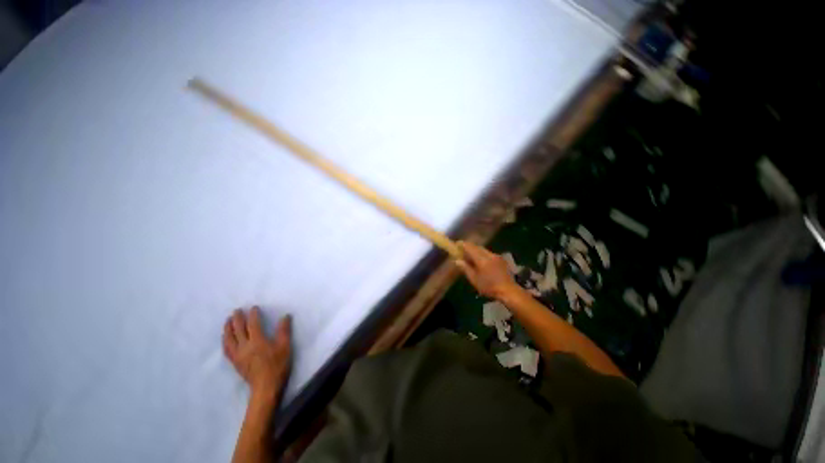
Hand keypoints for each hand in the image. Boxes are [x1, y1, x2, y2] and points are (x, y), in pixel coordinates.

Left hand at [223, 307, 291, 399]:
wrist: (266, 387)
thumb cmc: (277, 368)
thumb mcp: (285, 350)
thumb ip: (284, 332)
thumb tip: (286, 316)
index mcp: (257, 340)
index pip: (253, 322)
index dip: (253, 313)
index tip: (254, 308)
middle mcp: (244, 344)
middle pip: (237, 326)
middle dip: (237, 316)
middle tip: (238, 310)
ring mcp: (237, 353)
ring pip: (228, 336)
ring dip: (227, 326)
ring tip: (228, 320)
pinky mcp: (234, 361)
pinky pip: (226, 348)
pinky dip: (224, 340)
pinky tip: (225, 338)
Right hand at [456, 241, 519, 299]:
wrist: (508, 290)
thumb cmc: (489, 287)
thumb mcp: (474, 280)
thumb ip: (466, 269)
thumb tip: (457, 260)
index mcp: (482, 259)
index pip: (470, 247)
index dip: (463, 245)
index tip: (457, 244)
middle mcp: (490, 255)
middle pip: (478, 247)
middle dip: (470, 248)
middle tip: (463, 252)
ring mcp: (497, 256)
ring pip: (485, 250)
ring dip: (477, 252)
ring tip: (472, 258)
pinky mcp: (502, 260)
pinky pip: (490, 254)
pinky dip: (484, 255)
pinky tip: (483, 263)